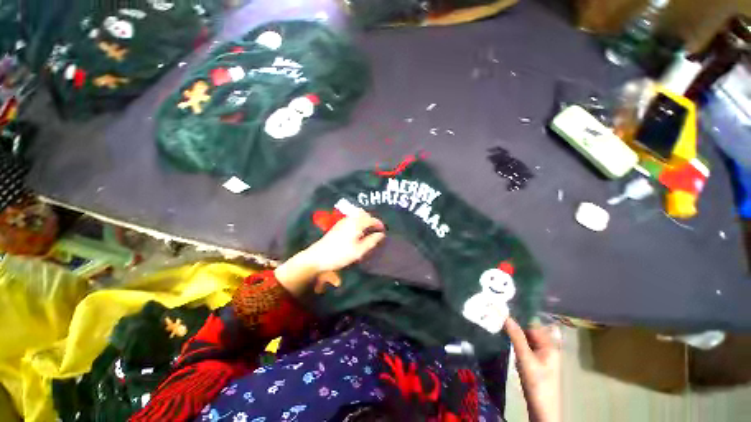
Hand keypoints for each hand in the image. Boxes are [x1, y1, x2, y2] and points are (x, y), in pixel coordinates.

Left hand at [305, 209, 385, 272]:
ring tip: (368, 230)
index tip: (383, 230)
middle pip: (363, 214)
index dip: (378, 223)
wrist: (318, 257)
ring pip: (357, 215)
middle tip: (376, 229)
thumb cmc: (340, 254)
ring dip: (364, 220)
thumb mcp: (359, 251)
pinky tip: (357, 231)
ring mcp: (342, 221)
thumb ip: (371, 241)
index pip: (371, 219)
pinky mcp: (337, 225)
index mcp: (356, 224)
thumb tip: (381, 234)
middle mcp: (349, 219)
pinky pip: (351, 218)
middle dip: (371, 219)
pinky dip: (358, 221)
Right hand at [504, 317, 560, 421]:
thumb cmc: (537, 383)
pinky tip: (503, 334)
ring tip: (497, 319)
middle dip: (515, 321)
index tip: (504, 305)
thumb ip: (517, 337)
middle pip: (529, 329)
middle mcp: (545, 347)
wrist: (541, 409)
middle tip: (497, 310)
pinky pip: (523, 345)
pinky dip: (514, 339)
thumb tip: (505, 315)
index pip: (533, 323)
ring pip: (525, 337)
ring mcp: (539, 354)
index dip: (519, 314)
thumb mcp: (526, 359)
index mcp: (549, 345)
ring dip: (513, 330)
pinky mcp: (532, 361)